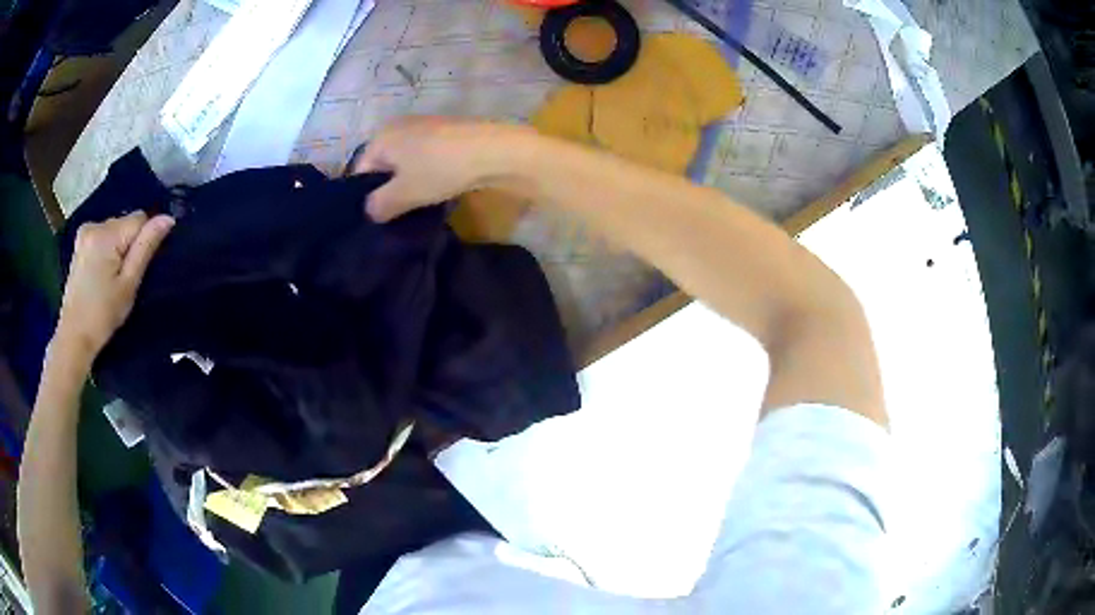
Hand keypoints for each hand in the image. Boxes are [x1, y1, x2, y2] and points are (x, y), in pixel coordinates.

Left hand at [56, 212, 173, 356]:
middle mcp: (95, 224)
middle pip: (126, 223)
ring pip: (115, 229)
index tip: (137, 269)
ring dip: (118, 248)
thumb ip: (146, 247)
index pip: (140, 219)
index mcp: (107, 234)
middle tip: (123, 278)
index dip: (144, 242)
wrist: (74, 336)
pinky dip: (107, 249)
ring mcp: (85, 232)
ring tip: (111, 278)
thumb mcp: (129, 284)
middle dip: (130, 245)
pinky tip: (101, 272)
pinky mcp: (80, 241)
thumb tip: (168, 218)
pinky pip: (104, 235)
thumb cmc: (103, 315)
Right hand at [351, 117, 528, 221]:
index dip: (367, 197)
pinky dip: (429, 173)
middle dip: (389, 190)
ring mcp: (424, 126)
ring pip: (407, 162)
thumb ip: (379, 205)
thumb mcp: (404, 194)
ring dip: (411, 183)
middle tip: (399, 215)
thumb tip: (370, 211)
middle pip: (384, 165)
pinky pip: (427, 157)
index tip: (380, 218)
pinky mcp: (447, 132)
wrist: (494, 150)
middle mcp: (398, 126)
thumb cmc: (440, 169)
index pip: (361, 171)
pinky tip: (439, 189)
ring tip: (420, 206)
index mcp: (381, 137)